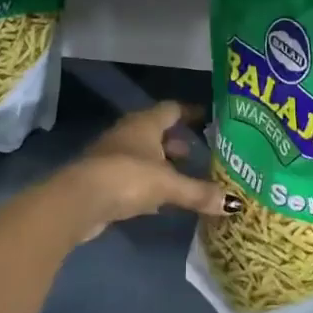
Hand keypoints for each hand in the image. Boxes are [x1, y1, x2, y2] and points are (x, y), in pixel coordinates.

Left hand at [53, 102, 232, 241]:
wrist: (79, 201)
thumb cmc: (128, 177)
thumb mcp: (169, 184)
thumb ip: (199, 192)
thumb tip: (233, 203)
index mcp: (145, 123)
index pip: (173, 109)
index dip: (191, 113)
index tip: (209, 119)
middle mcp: (129, 133)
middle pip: (158, 132)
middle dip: (178, 143)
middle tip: (201, 154)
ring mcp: (113, 156)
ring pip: (145, 155)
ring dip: (163, 164)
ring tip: (185, 178)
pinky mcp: (104, 180)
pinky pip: (133, 176)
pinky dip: (149, 183)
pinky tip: (162, 200)